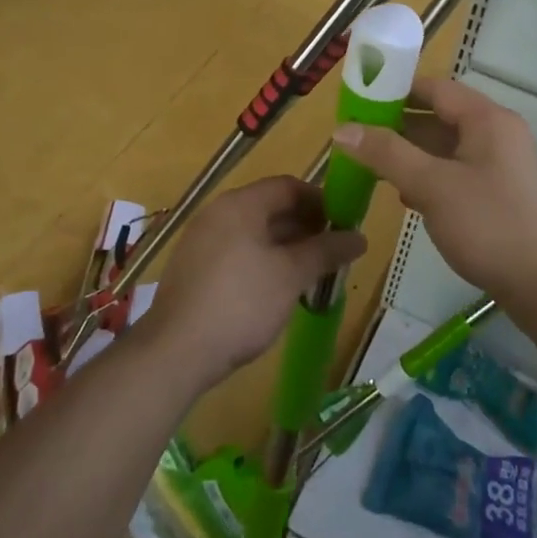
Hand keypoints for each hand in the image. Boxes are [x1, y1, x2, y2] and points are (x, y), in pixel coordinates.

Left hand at [141, 176, 364, 389]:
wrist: (176, 351)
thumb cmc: (241, 302)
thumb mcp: (291, 275)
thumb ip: (326, 251)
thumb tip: (360, 237)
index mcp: (241, 204)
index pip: (288, 186)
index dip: (320, 200)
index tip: (345, 222)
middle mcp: (218, 213)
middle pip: (270, 208)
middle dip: (305, 227)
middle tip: (334, 251)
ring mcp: (202, 241)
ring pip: (254, 233)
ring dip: (286, 247)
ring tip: (313, 273)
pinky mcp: (194, 270)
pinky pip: (237, 253)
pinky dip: (263, 262)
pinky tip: (279, 290)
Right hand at [331, 77, 536, 301]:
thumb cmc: (490, 225)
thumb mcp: (432, 186)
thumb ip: (387, 153)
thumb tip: (341, 128)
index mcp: (487, 119)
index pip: (435, 88)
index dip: (395, 89)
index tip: (358, 101)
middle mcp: (497, 134)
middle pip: (439, 116)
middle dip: (398, 125)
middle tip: (356, 137)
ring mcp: (500, 165)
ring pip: (446, 147)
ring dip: (410, 153)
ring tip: (370, 165)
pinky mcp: (499, 193)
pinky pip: (456, 171)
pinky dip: (429, 176)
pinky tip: (404, 194)